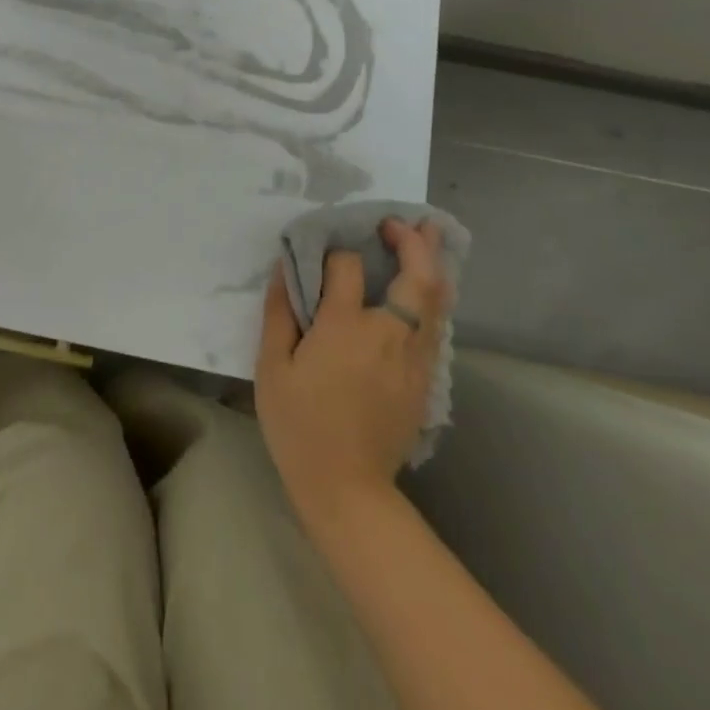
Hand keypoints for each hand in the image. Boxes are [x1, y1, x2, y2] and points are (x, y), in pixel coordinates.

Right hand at [255, 218, 450, 525]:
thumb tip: (285, 267)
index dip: (336, 252)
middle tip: (400, 221)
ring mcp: (414, 359)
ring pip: (437, 301)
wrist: (346, 488)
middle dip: (414, 242)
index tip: (323, 255)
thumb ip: (280, 311)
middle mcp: (387, 334)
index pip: (347, 267)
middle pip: (417, 276)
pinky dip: (433, 298)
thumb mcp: (272, 366)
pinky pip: (435, 326)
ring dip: (434, 264)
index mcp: (345, 327)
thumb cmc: (299, 424)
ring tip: (429, 235)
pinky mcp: (424, 381)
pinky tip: (424, 289)